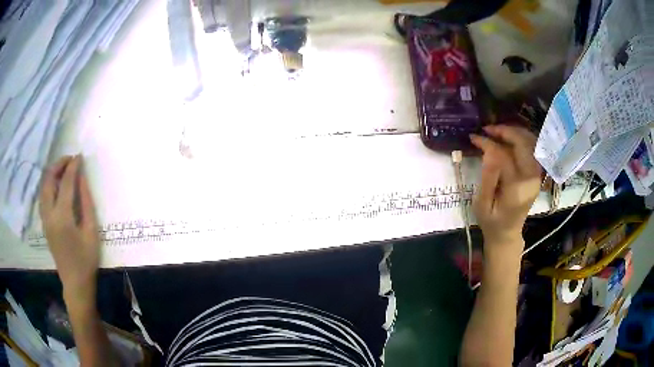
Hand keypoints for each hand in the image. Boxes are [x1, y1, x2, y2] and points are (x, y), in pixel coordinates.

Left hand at [39, 155, 100, 300]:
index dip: (73, 167)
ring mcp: (45, 219)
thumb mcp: (91, 232)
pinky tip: (57, 185)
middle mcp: (49, 214)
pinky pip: (43, 196)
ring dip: (52, 174)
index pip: (66, 182)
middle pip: (49, 180)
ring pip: (44, 187)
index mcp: (62, 217)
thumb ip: (86, 203)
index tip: (79, 156)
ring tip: (64, 169)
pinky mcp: (44, 224)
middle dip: (59, 165)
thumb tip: (82, 179)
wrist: (75, 283)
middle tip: (70, 159)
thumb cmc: (86, 260)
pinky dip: (49, 185)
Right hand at [470, 125, 541, 257]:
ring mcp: (536, 175)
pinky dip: (521, 138)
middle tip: (487, 129)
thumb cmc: (491, 221)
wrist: (507, 233)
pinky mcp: (536, 173)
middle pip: (523, 143)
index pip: (504, 155)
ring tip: (496, 132)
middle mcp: (531, 178)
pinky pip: (532, 148)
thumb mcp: (482, 203)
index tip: (475, 137)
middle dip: (505, 131)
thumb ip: (487, 177)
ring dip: (514, 132)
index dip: (489, 143)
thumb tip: (488, 150)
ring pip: (530, 142)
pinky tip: (508, 139)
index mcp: (517, 188)